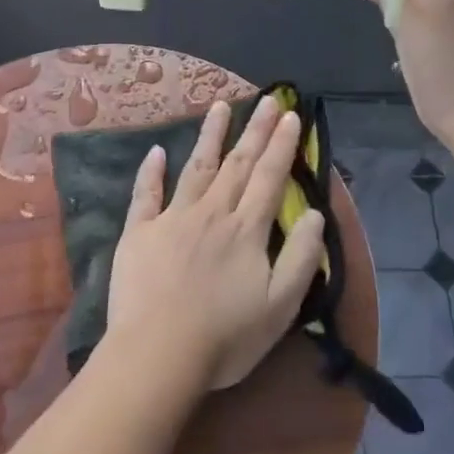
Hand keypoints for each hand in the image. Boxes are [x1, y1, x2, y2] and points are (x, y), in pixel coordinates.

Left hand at [103, 94, 327, 394]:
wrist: (157, 354)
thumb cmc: (224, 338)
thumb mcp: (280, 306)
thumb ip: (301, 257)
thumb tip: (314, 213)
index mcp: (246, 229)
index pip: (269, 176)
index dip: (281, 145)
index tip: (290, 115)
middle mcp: (211, 212)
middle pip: (237, 163)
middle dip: (255, 130)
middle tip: (267, 99)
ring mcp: (172, 218)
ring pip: (196, 167)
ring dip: (210, 135)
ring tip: (220, 106)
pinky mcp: (139, 231)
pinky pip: (146, 194)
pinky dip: (151, 171)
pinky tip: (156, 151)